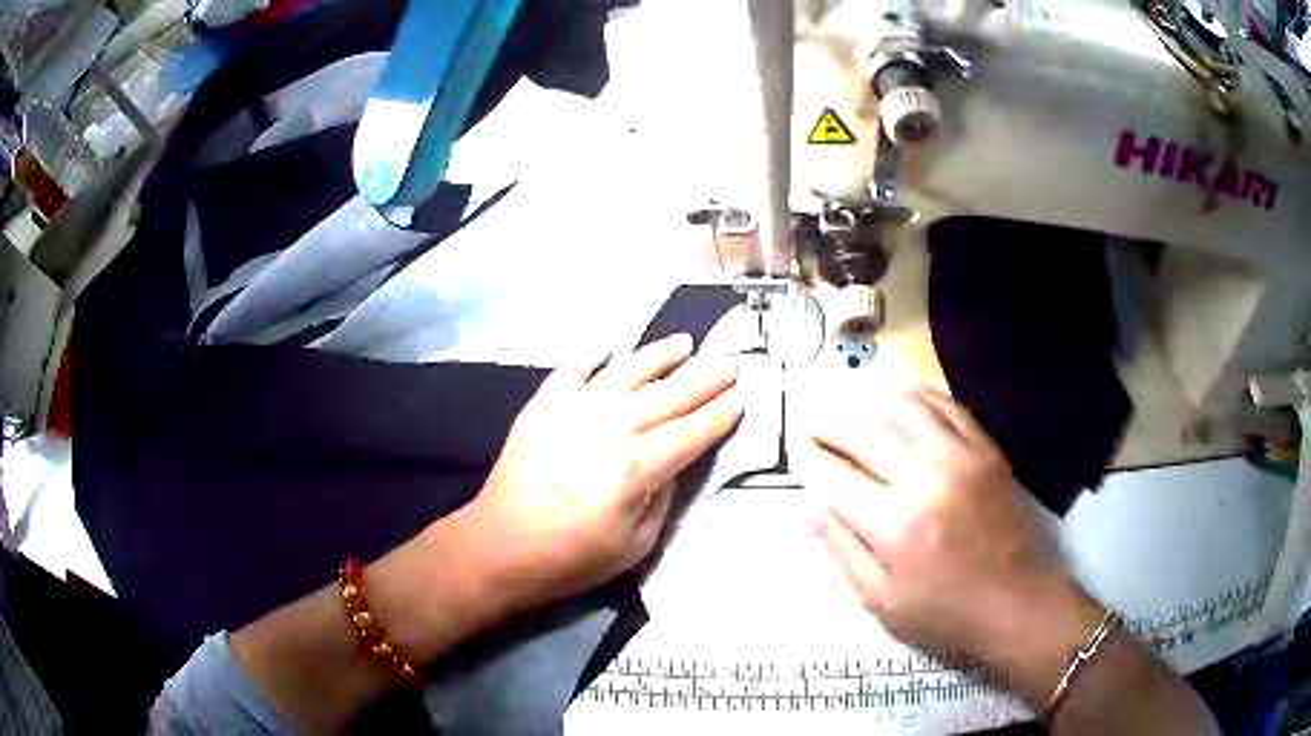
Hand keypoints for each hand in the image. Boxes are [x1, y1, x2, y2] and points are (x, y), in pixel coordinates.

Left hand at [461, 334, 741, 614]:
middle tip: (730, 363)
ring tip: (685, 343)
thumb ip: (661, 498)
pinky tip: (609, 348)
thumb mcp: (635, 545)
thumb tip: (670, 464)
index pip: (691, 432)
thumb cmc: (572, 557)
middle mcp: (611, 426)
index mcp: (637, 466)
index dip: (719, 415)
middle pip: (668, 395)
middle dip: (704, 379)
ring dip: (659, 355)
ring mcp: (574, 409)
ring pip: (627, 372)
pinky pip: (574, 369)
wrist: (500, 545)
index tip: (741, 398)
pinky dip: (593, 355)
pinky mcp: (543, 404)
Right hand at [800, 386, 1102, 699]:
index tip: (795, 451)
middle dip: (828, 421)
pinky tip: (903, 402)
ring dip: (871, 401)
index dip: (808, 460)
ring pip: (905, 406)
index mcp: (894, 525)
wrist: (1017, 602)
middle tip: (811, 419)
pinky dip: (919, 398)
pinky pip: (948, 407)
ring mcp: (961, 457)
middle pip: (864, 430)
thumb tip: (808, 503)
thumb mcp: (881, 600)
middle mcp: (926, 478)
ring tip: (854, 408)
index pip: (834, 478)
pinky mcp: (987, 451)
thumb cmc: (944, 614)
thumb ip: (841, 548)